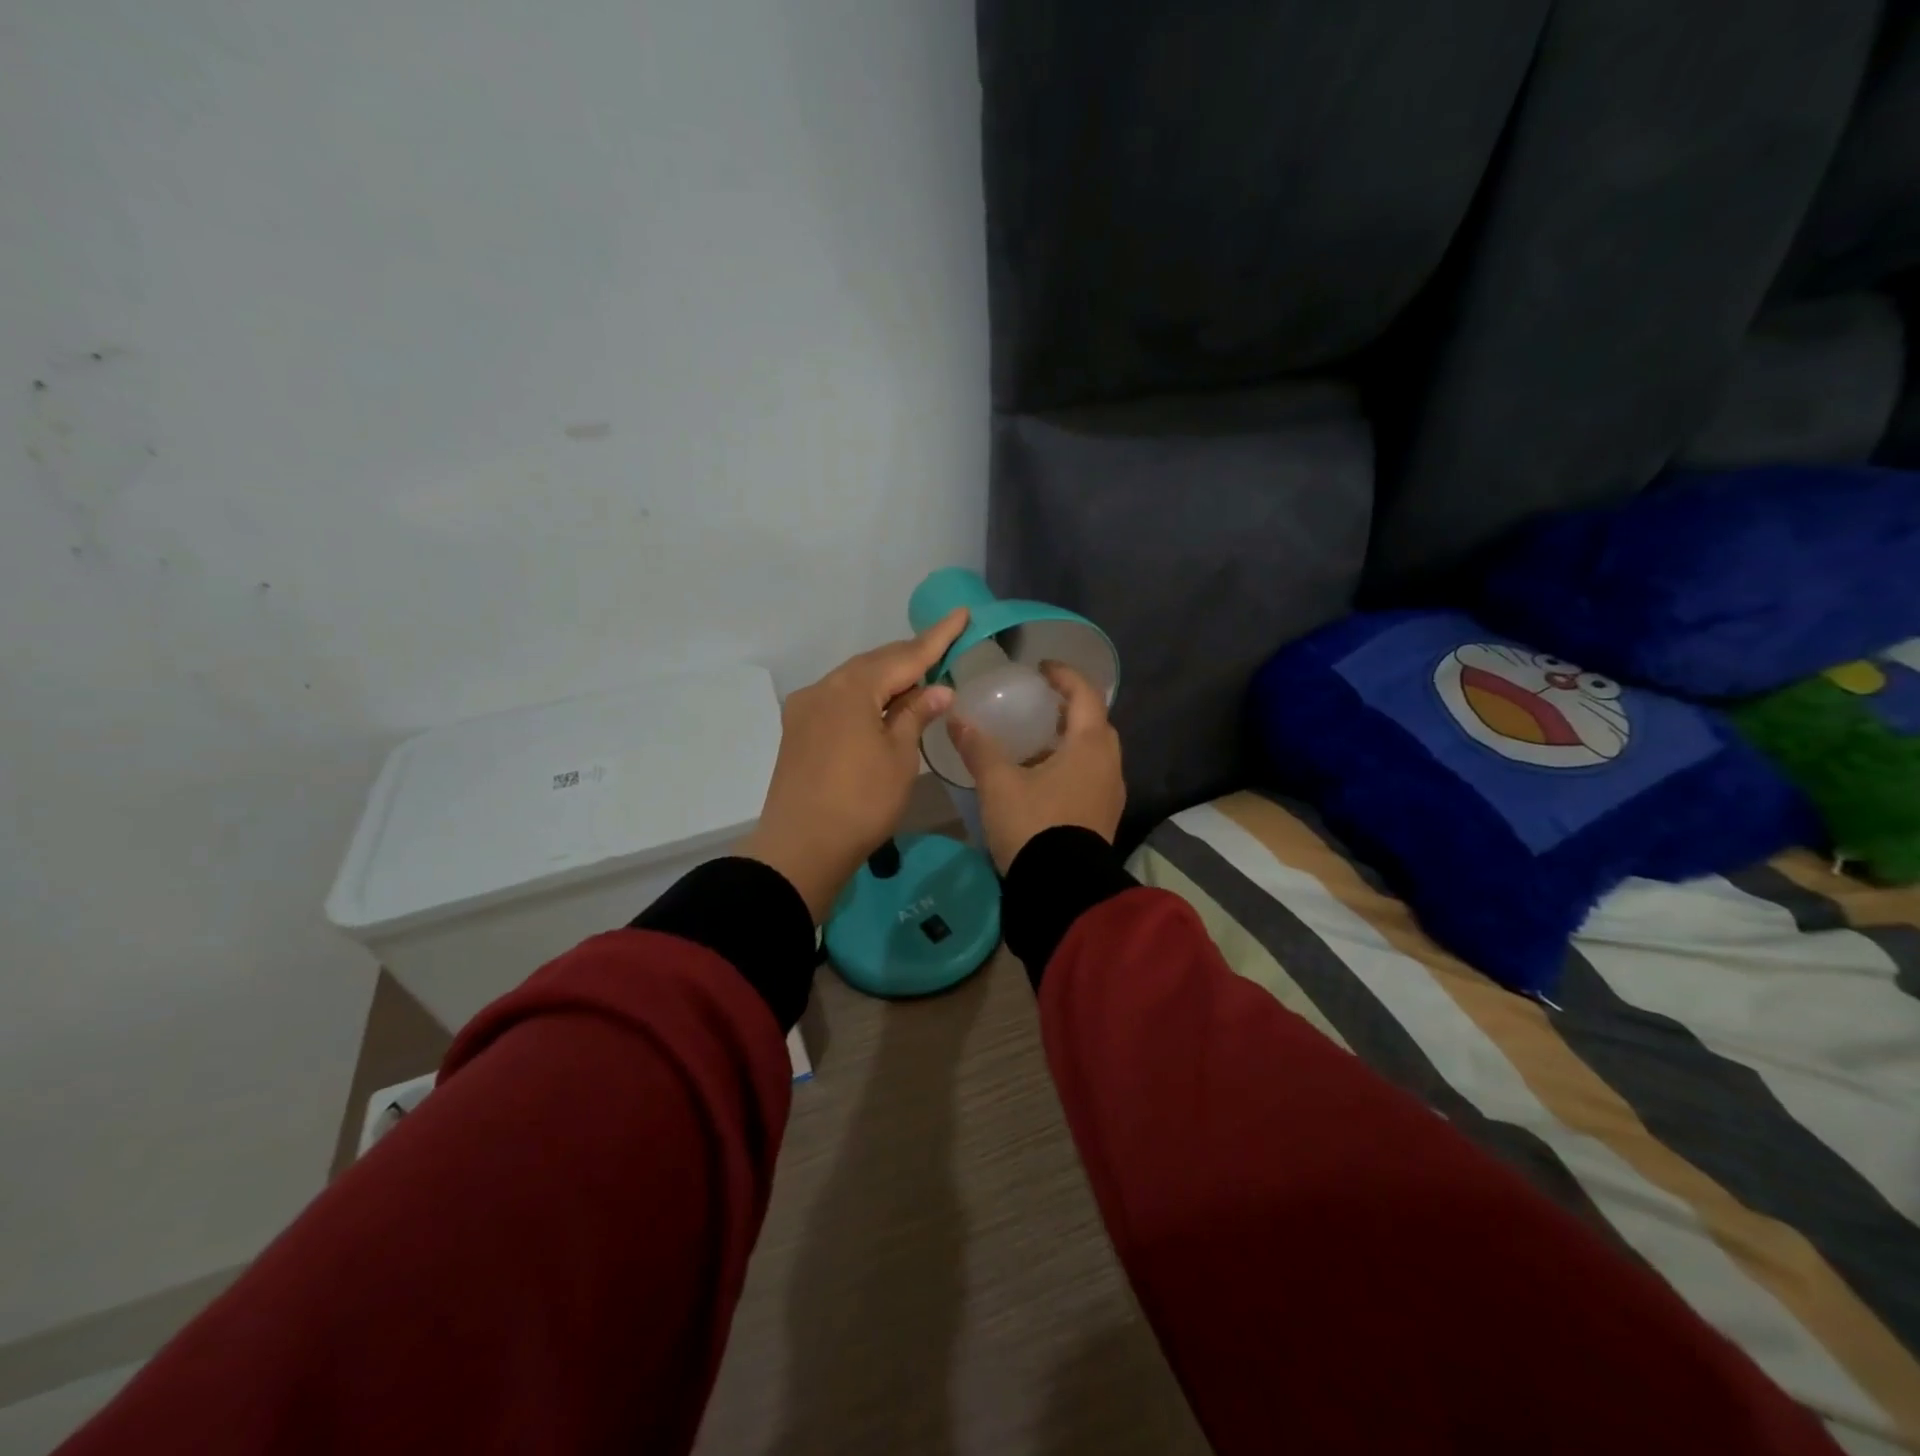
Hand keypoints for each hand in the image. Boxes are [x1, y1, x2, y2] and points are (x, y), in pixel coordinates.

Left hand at [739, 609, 968, 920]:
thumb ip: (916, 715)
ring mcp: (806, 708)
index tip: (960, 614)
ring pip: (855, 680)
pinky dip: (866, 697)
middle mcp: (824, 687)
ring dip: (887, 678)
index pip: (905, 655)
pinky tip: (883, 707)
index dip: (937, 637)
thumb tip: (938, 689)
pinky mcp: (798, 730)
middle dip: (911, 657)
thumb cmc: (861, 801)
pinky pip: (840, 699)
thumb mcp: (899, 757)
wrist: (801, 847)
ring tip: (920, 680)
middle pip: (875, 663)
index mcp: (852, 687)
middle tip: (945, 648)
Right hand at [948, 662, 1124, 872]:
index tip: (1042, 668)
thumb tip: (956, 718)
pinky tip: (1044, 778)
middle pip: (1095, 723)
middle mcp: (1109, 765)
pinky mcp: (1103, 818)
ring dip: (1071, 740)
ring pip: (1094, 753)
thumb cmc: (1033, 825)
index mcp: (1089, 746)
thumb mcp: (999, 784)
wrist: (1061, 889)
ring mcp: (1110, 794)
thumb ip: (979, 748)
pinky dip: (1072, 765)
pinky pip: (1091, 777)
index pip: (1085, 695)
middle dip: (1071, 708)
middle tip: (1041, 704)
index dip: (1064, 676)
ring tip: (1038, 741)